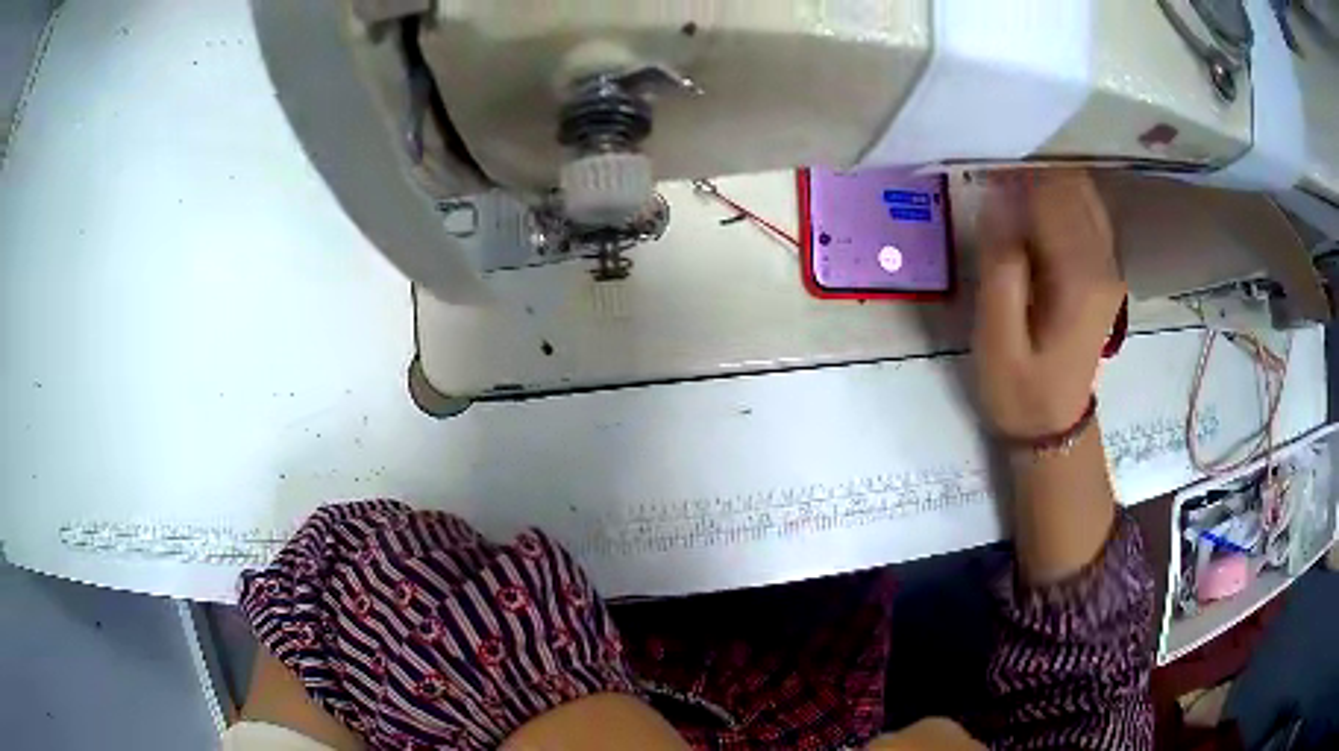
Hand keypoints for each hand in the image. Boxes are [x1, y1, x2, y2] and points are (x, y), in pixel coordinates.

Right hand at [972, 169, 1124, 438]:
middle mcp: (1103, 263)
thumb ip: (1000, 268)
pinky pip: (1089, 215)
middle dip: (1032, 176)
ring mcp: (1109, 267)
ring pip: (1084, 195)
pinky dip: (1061, 202)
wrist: (1054, 427)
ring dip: (1046, 185)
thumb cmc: (1019, 389)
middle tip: (994, 186)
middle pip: (1073, 187)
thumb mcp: (996, 338)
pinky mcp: (1106, 272)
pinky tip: (1034, 214)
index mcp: (1078, 278)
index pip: (1051, 196)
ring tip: (1010, 198)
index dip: (1015, 178)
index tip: (982, 177)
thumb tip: (999, 204)